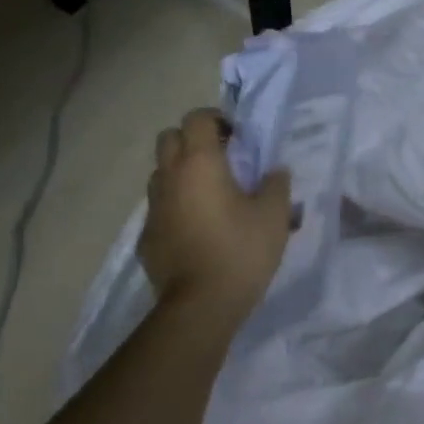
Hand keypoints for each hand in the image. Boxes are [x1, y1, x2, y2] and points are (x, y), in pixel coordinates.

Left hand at [139, 109, 292, 320]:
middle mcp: (169, 177)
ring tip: (210, 195)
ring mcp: (153, 208)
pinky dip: (176, 207)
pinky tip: (198, 230)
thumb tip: (275, 172)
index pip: (197, 118)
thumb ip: (276, 185)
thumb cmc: (241, 251)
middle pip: (169, 138)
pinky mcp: (147, 237)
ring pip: (161, 173)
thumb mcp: (274, 215)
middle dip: (192, 140)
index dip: (216, 119)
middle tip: (221, 159)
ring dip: (181, 173)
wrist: (201, 305)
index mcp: (200, 163)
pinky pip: (160, 208)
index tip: (237, 136)